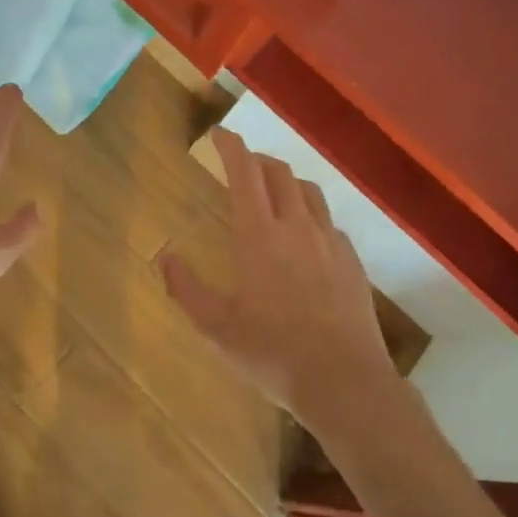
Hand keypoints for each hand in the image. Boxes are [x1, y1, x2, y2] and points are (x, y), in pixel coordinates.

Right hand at [160, 129, 398, 437]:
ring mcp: (330, 243)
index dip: (231, 146)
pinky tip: (306, 237)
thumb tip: (165, 256)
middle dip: (257, 160)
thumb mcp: (216, 329)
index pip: (245, 173)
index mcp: (259, 236)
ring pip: (309, 192)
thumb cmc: (273, 354)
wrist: (346, 382)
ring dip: (287, 181)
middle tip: (241, 164)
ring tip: (274, 192)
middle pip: (279, 173)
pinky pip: (329, 222)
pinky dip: (311, 215)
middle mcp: (297, 227)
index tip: (219, 133)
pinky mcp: (352, 262)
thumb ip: (187, 289)